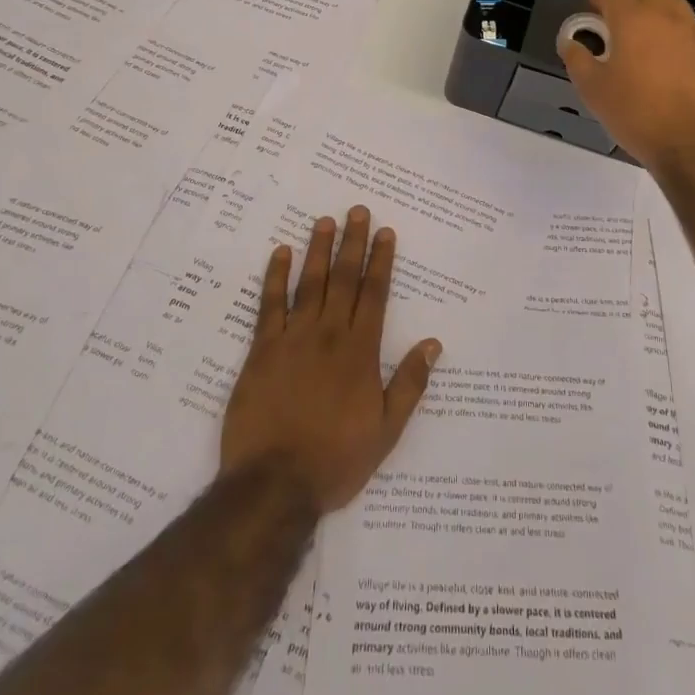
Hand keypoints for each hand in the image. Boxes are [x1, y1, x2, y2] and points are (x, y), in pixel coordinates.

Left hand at [220, 207, 440, 512]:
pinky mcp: (261, 350)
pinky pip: (269, 305)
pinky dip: (275, 277)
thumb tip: (433, 344)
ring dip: (318, 250)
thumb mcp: (386, 429)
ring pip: (309, 283)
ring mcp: (293, 338)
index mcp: (361, 350)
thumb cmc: (336, 459)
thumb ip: (410, 383)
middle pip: (343, 278)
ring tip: (324, 221)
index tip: (385, 232)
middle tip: (356, 210)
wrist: (274, 483)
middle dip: (352, 242)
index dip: (381, 260)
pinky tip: (281, 253)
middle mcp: (329, 334)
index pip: (375, 293)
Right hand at [561, 0, 694, 178]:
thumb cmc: (636, 113)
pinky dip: (679, 33)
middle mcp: (666, 16)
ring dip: (656, 13)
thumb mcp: (593, 90)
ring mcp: (694, 32)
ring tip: (645, 38)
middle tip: (616, 25)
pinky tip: (672, 56)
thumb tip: (569, 42)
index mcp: (633, 19)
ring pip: (674, 6)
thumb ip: (577, 59)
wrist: (692, 144)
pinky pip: (693, 29)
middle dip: (629, 2)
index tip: (589, 9)